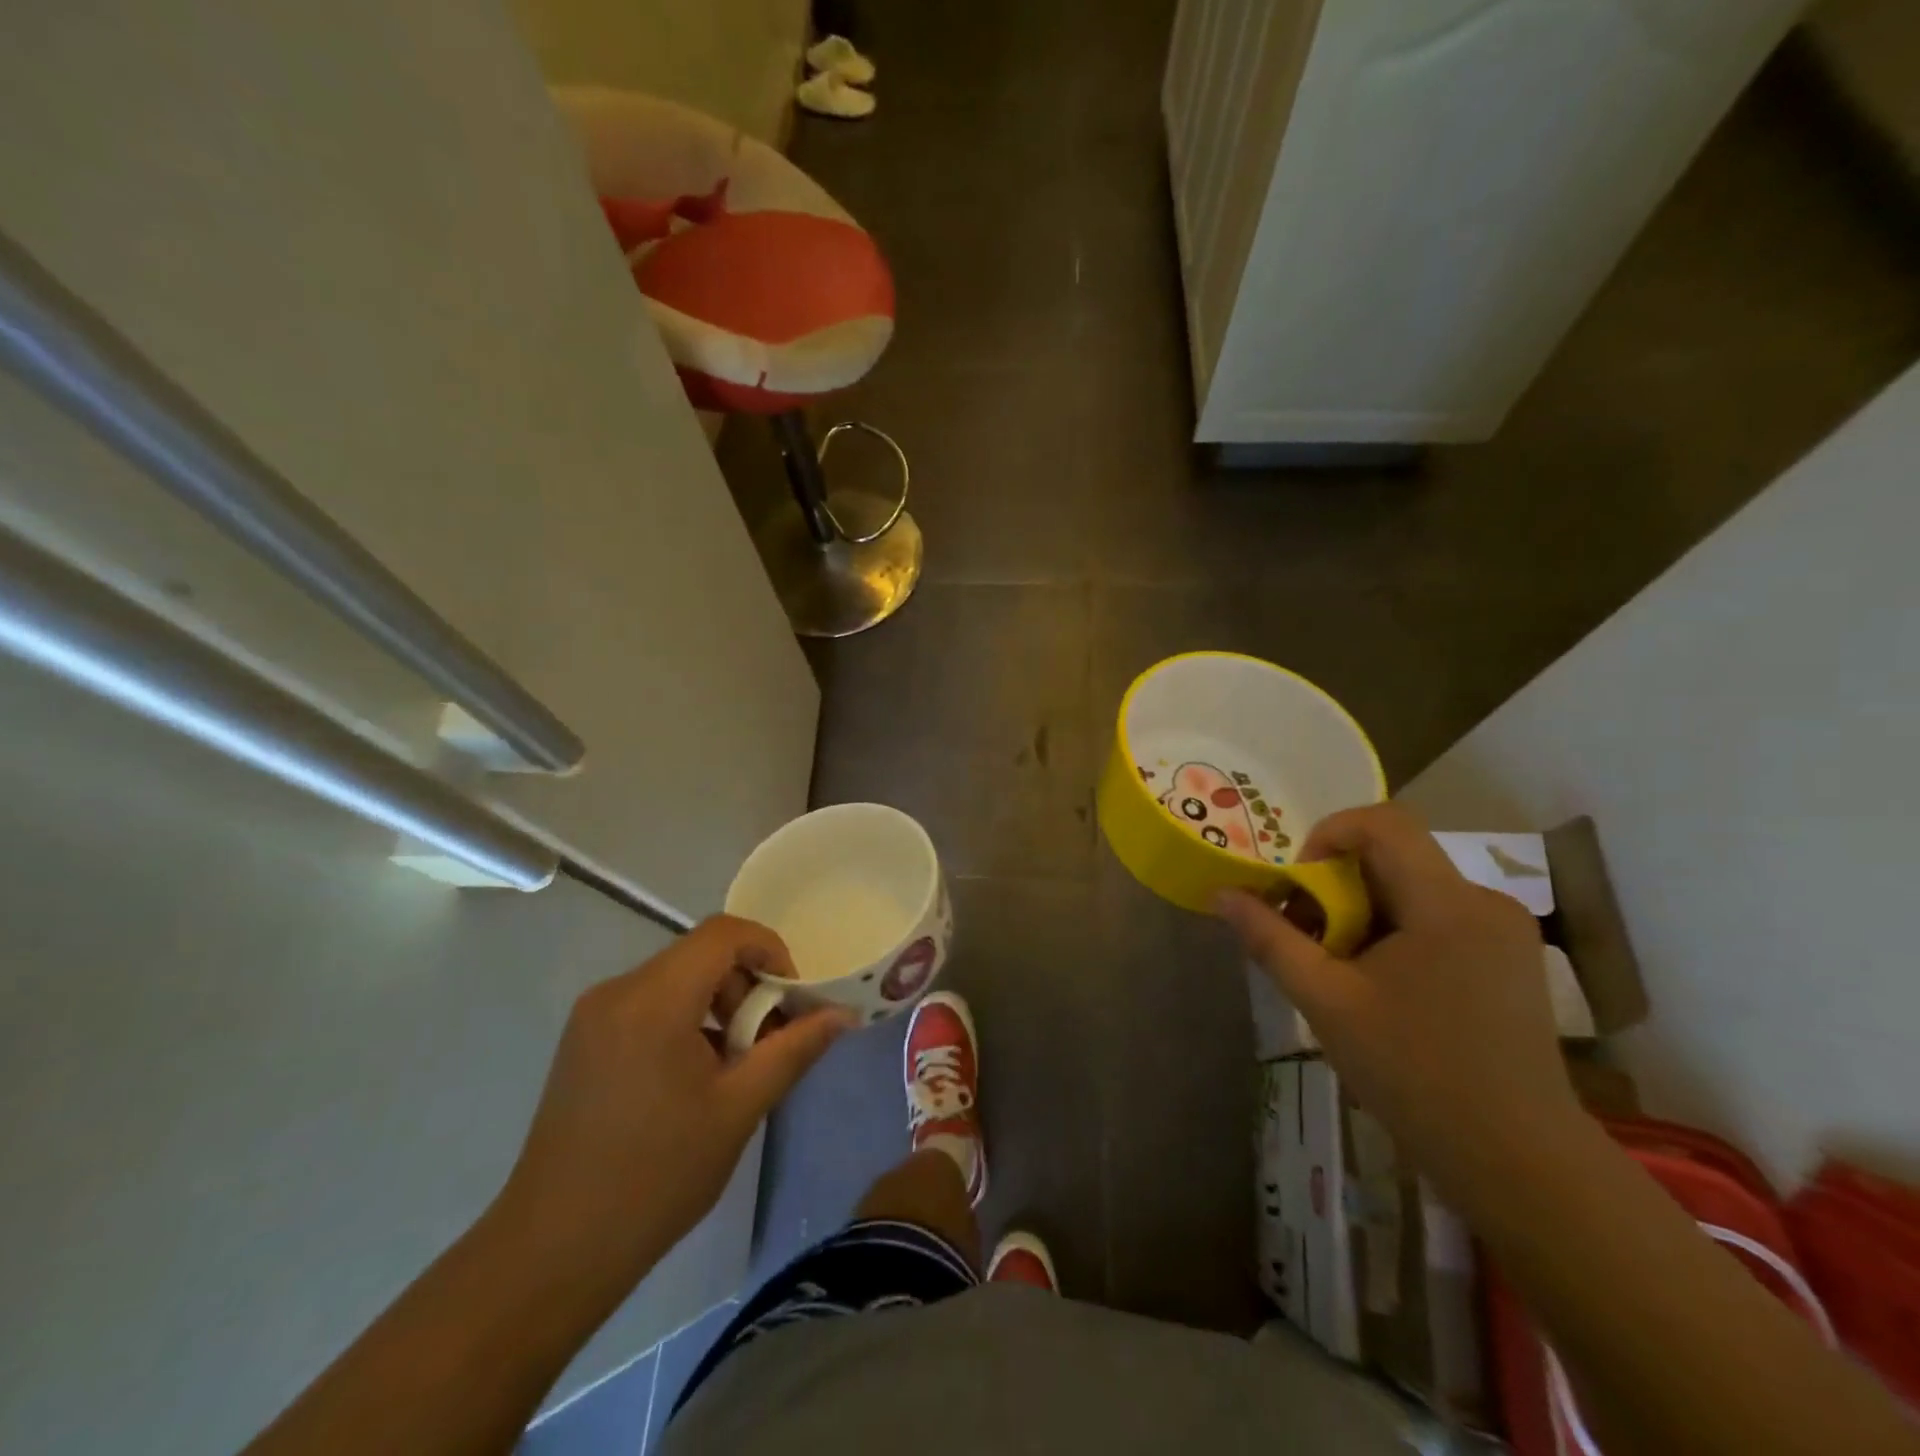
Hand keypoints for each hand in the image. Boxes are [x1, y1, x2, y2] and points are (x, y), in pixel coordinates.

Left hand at [496, 916, 851, 1299]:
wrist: (551, 1251)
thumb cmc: (655, 1177)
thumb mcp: (739, 1108)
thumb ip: (794, 1049)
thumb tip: (843, 1014)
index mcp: (653, 999)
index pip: (724, 934)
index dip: (770, 951)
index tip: (791, 1000)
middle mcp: (618, 990)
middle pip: (701, 954)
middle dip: (747, 985)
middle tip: (768, 1041)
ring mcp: (594, 1014)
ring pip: (677, 978)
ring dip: (719, 1004)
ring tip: (735, 1065)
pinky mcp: (584, 1038)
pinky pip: (650, 1002)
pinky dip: (686, 1019)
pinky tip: (695, 1077)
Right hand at [1218, 804, 1579, 1201]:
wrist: (1519, 1161)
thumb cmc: (1414, 1074)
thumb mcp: (1326, 1002)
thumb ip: (1270, 939)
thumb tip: (1222, 895)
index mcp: (1447, 903)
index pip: (1382, 823)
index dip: (1327, 835)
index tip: (1300, 886)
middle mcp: (1484, 901)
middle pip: (1393, 857)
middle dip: (1336, 885)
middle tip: (1307, 936)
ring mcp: (1505, 931)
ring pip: (1412, 888)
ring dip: (1362, 911)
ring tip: (1338, 968)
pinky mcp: (1510, 959)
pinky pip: (1437, 916)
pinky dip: (1394, 930)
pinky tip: (1380, 984)